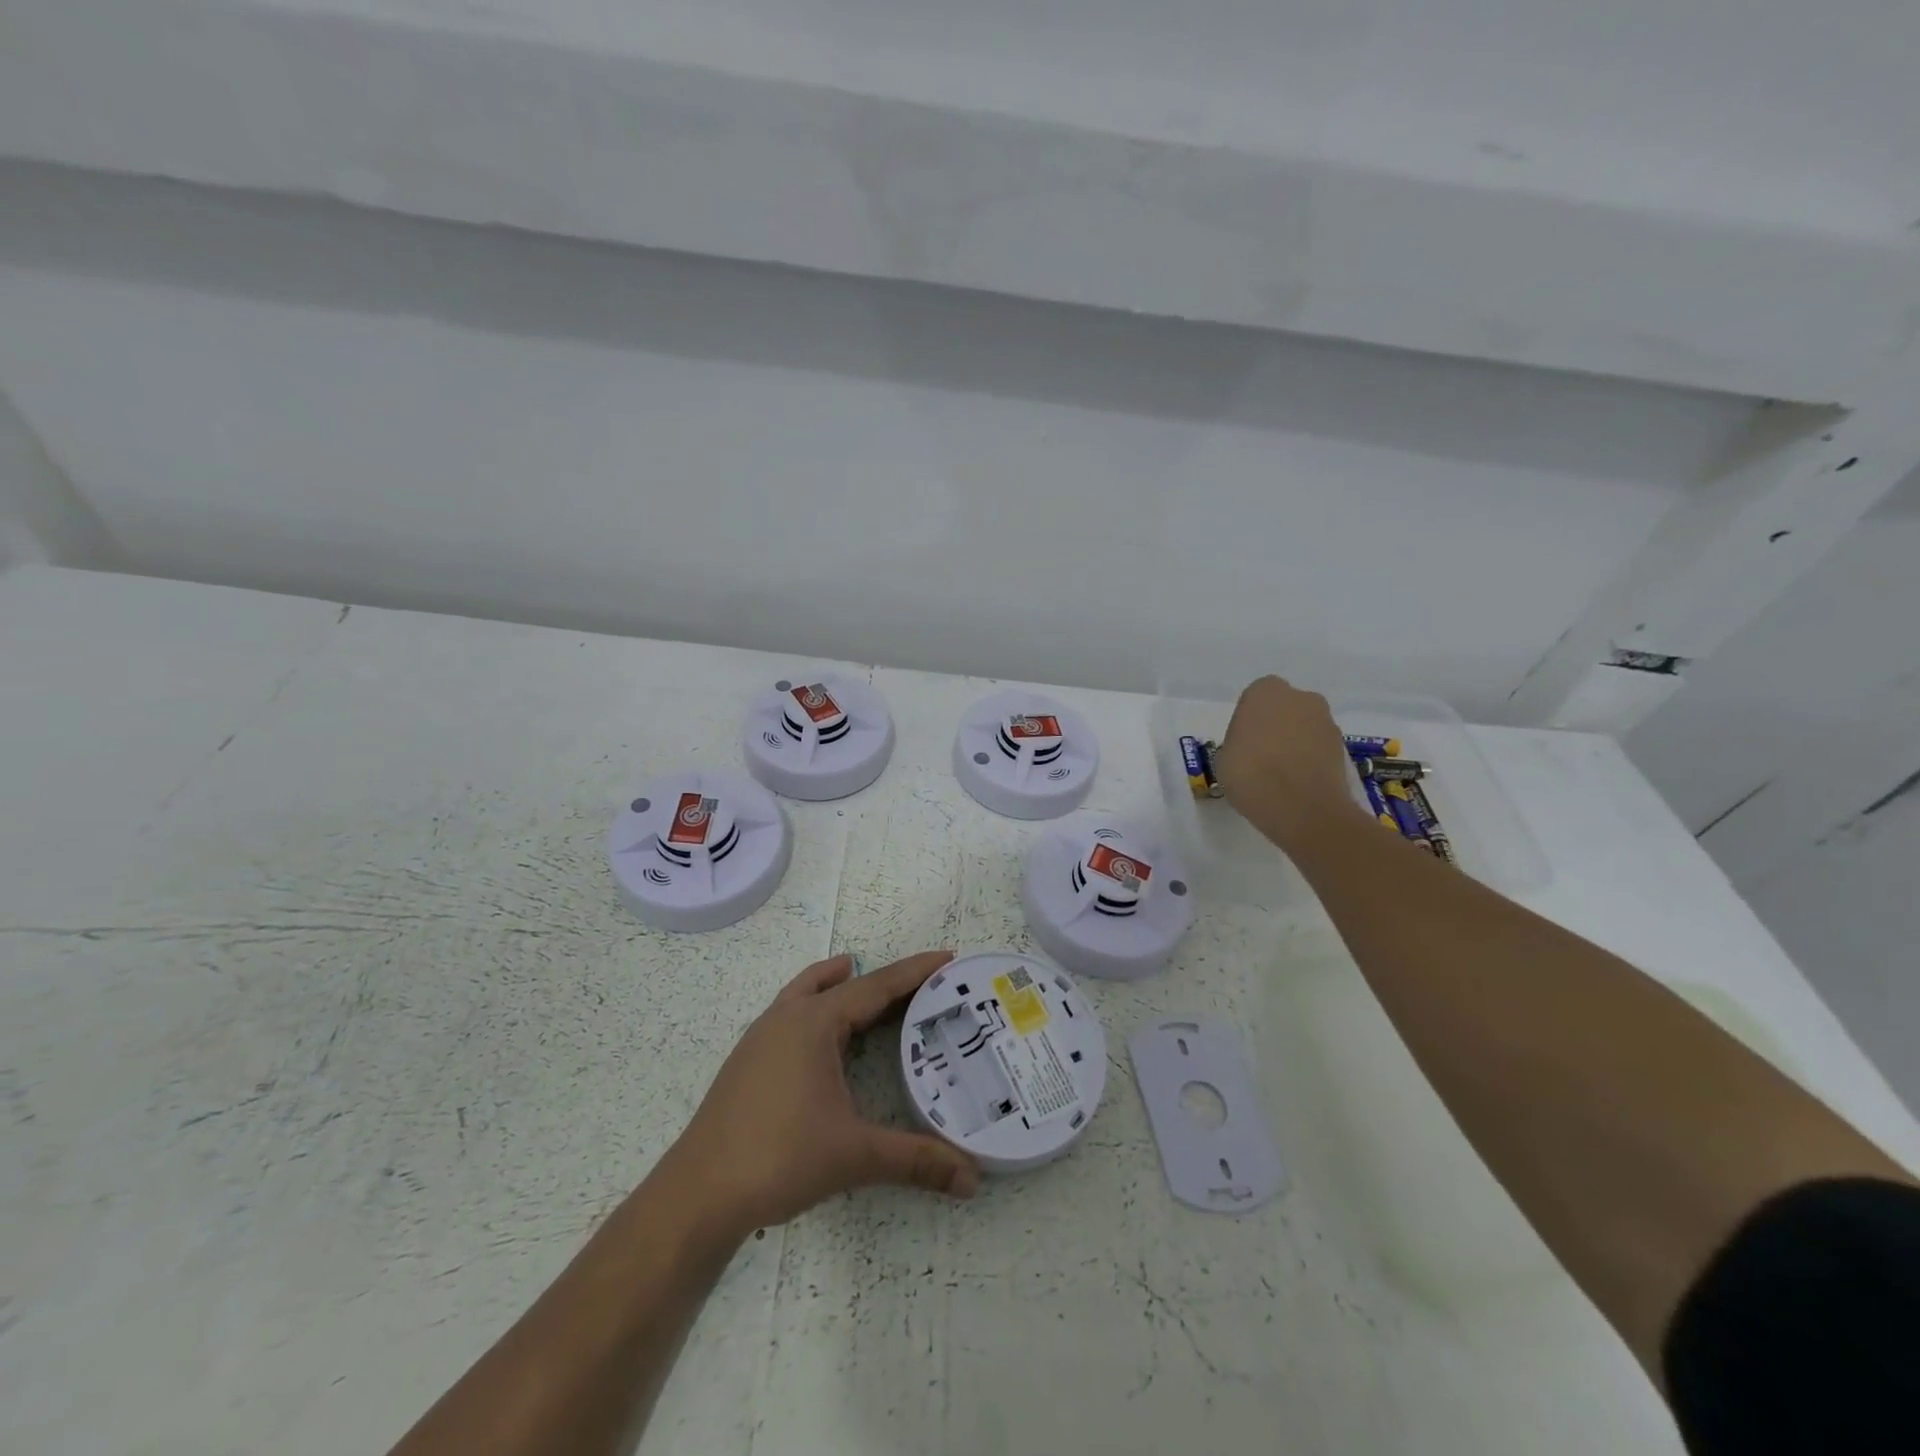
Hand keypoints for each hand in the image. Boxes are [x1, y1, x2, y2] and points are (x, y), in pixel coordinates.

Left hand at [660, 951, 979, 1240]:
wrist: (697, 1193)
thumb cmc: (778, 1158)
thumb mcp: (854, 1155)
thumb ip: (916, 1161)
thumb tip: (973, 1179)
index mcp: (815, 1023)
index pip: (876, 986)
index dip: (915, 972)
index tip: (948, 958)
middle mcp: (787, 1017)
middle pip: (845, 985)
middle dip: (885, 980)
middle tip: (924, 983)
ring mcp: (761, 1036)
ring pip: (808, 991)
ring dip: (838, 982)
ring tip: (859, 974)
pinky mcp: (748, 1059)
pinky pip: (789, 1011)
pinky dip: (812, 1003)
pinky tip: (818, 1030)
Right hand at [1215, 675, 1363, 850]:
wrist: (1301, 807)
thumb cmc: (1250, 774)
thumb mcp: (1224, 757)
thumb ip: (1239, 742)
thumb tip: (1250, 747)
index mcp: (1265, 692)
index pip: (1254, 698)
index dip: (1248, 721)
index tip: (1242, 743)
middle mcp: (1300, 697)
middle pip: (1284, 708)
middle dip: (1276, 726)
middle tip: (1261, 756)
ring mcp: (1326, 721)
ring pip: (1304, 727)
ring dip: (1295, 743)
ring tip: (1281, 775)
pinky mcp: (1343, 747)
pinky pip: (1319, 748)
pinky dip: (1310, 760)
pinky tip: (1298, 783)